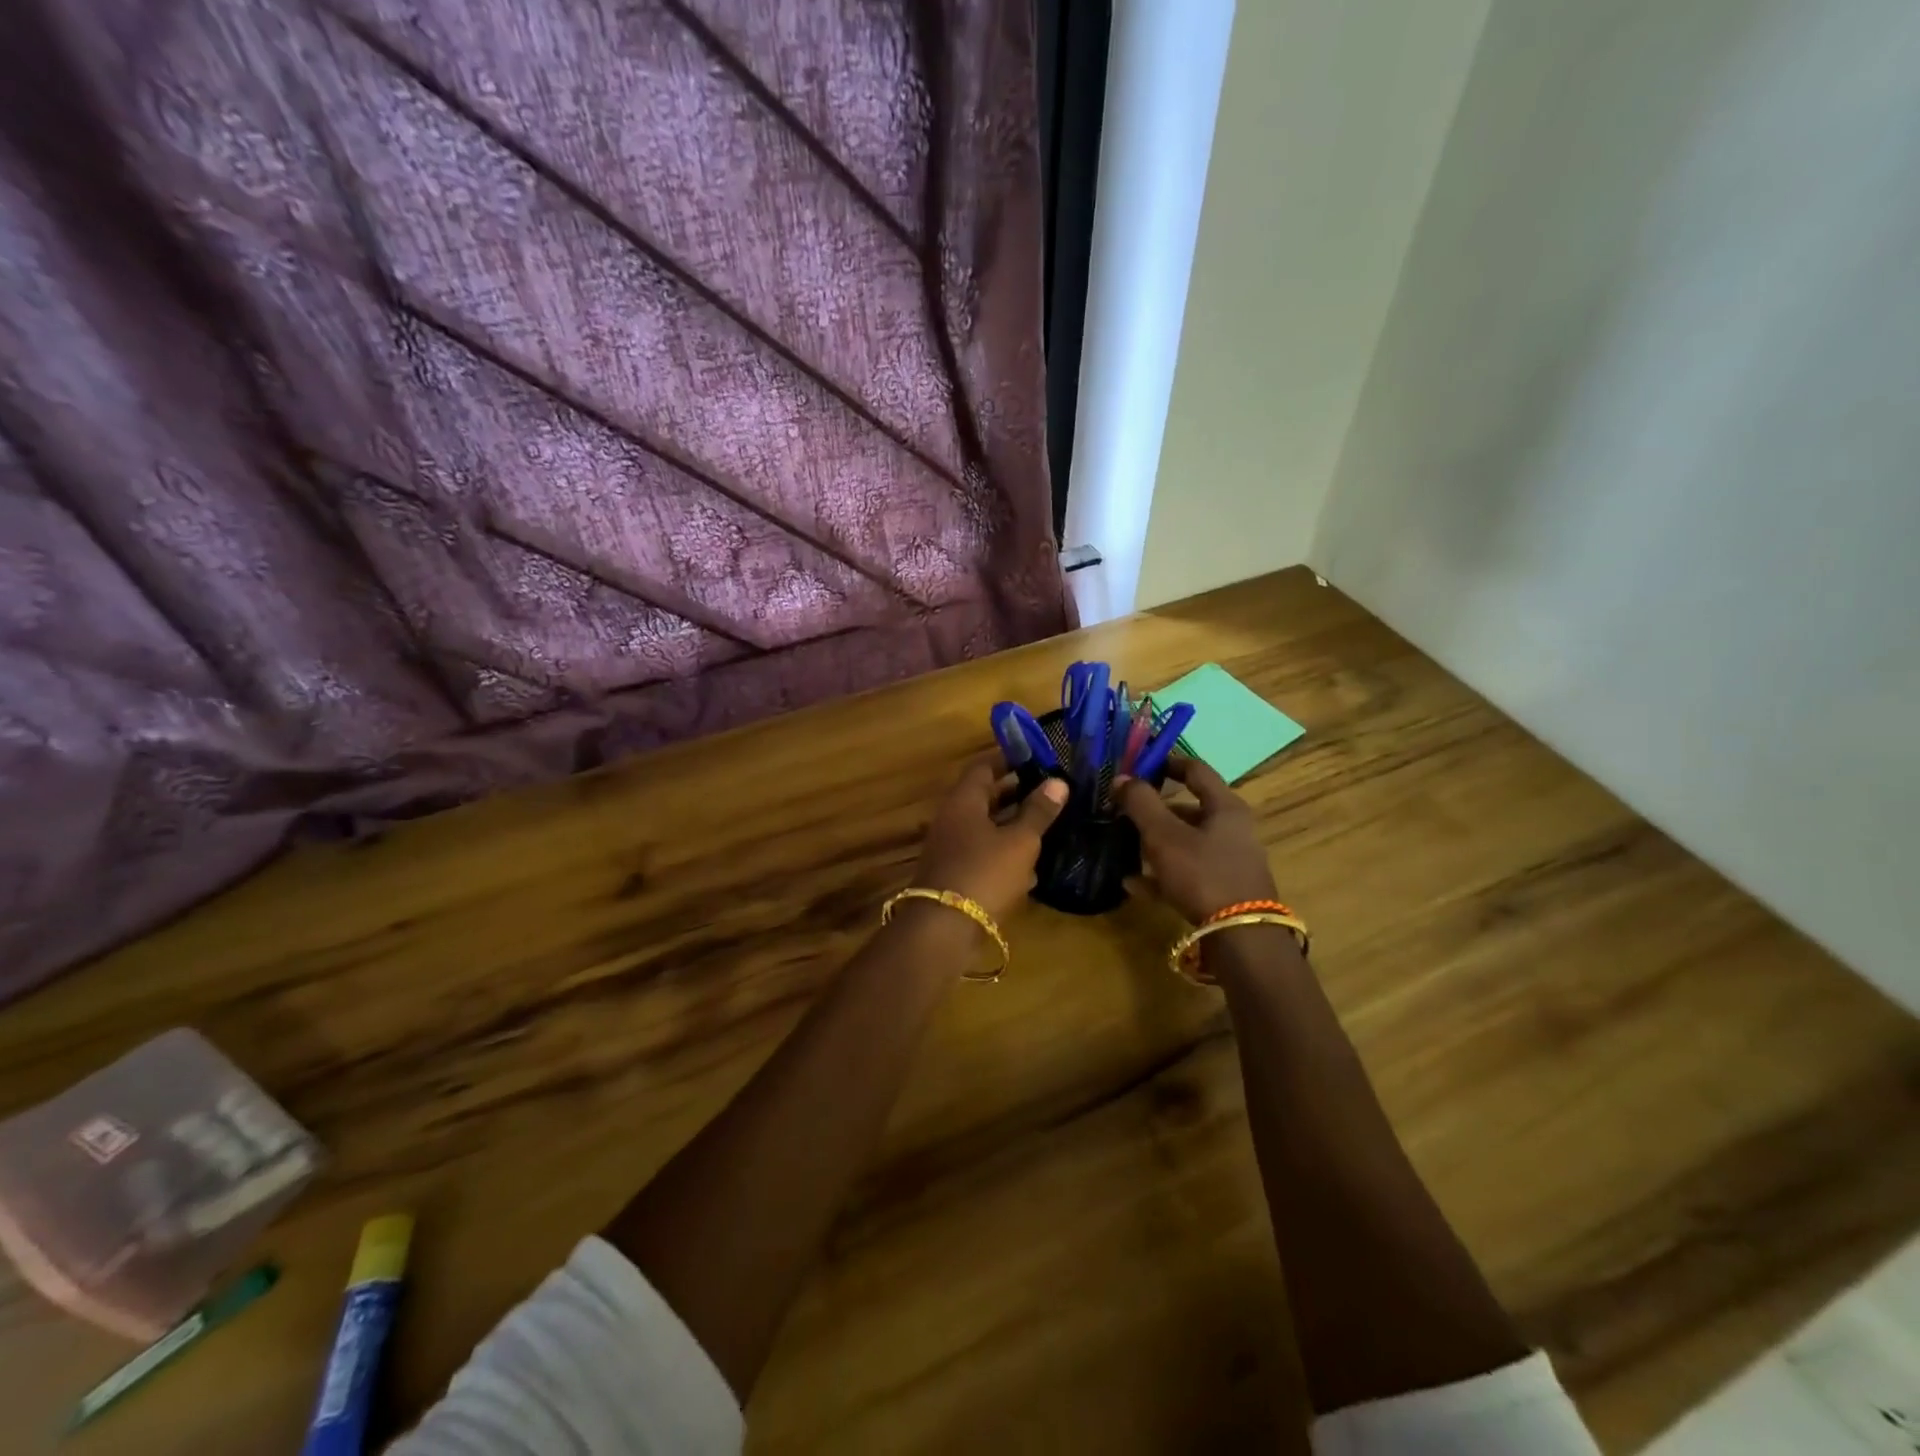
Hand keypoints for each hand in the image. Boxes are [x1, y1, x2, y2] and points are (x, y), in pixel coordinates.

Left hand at [911, 755, 1068, 923]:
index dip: (1009, 759)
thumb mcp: (1020, 841)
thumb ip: (1038, 811)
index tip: (1037, 757)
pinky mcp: (955, 874)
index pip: (984, 766)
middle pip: (984, 796)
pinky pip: (983, 853)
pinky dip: (1005, 852)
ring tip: (1048, 823)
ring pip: (985, 826)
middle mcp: (952, 818)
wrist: (943, 928)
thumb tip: (1058, 781)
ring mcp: (951, 848)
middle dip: (1016, 792)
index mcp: (963, 800)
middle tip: (1050, 790)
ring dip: (1013, 824)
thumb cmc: (985, 873)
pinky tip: (1031, 864)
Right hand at [1115, 756, 1277, 922]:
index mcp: (1225, 807)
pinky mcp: (1224, 891)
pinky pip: (1187, 874)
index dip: (1167, 762)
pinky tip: (1132, 884)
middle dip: (1156, 809)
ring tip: (1125, 845)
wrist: (1241, 938)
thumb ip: (1141, 803)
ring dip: (1156, 843)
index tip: (1141, 763)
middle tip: (1125, 809)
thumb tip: (1122, 778)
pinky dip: (1161, 874)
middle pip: (1191, 809)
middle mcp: (1233, 830)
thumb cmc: (1202, 873)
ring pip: (1187, 843)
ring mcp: (1230, 862)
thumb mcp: (1164, 835)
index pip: (1196, 770)